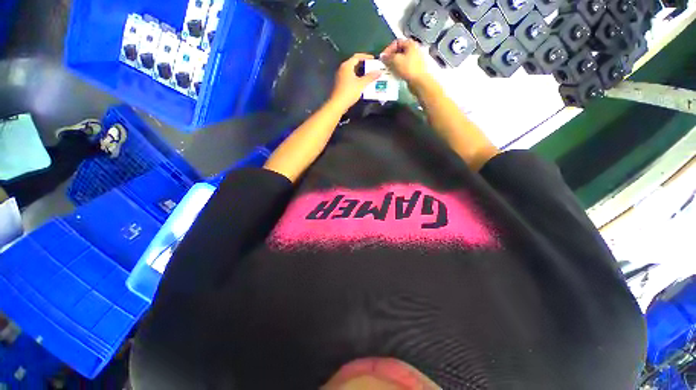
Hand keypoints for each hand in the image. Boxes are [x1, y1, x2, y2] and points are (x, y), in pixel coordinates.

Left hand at [329, 53, 382, 110]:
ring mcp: (340, 76)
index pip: (357, 57)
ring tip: (369, 75)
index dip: (366, 57)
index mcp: (347, 66)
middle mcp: (342, 69)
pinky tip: (361, 83)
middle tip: (372, 67)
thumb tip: (379, 72)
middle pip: (354, 63)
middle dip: (363, 65)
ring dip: (360, 72)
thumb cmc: (349, 92)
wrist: (338, 104)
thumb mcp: (361, 84)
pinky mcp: (340, 84)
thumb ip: (370, 77)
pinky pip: (349, 77)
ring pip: (352, 71)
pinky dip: (356, 78)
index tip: (373, 59)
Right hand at [381, 39, 428, 85]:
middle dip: (392, 58)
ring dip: (395, 65)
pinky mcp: (416, 70)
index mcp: (411, 44)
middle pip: (400, 51)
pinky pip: (405, 68)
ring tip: (390, 70)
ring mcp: (416, 60)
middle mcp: (415, 50)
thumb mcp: (396, 61)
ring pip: (402, 61)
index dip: (389, 49)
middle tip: (386, 64)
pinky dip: (400, 71)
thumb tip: (383, 56)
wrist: (421, 82)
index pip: (397, 42)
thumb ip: (388, 57)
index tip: (383, 57)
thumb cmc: (411, 69)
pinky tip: (397, 75)